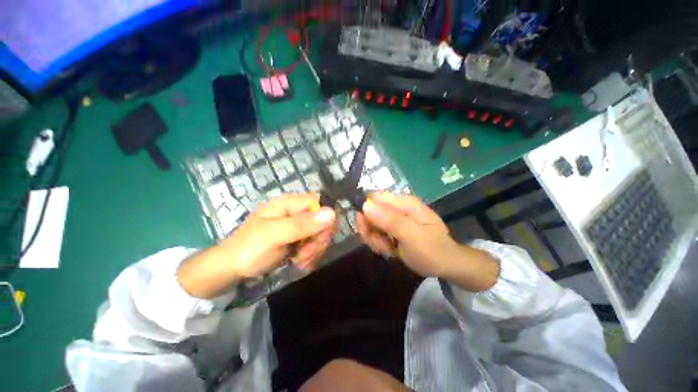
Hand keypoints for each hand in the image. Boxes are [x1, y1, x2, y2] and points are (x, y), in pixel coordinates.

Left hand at [177, 194, 335, 297]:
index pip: (321, 203)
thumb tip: (332, 213)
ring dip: (314, 250)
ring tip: (299, 260)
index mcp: (290, 203)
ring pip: (321, 234)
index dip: (326, 220)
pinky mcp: (298, 239)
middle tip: (305, 254)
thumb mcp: (274, 235)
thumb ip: (302, 224)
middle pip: (324, 220)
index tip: (320, 238)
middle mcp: (297, 212)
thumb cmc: (249, 248)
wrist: (231, 269)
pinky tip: (299, 262)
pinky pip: (315, 244)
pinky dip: (311, 255)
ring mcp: (298, 226)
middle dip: (318, 240)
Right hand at [355, 193, 498, 291]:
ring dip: (375, 239)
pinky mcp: (394, 229)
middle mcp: (398, 207)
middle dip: (370, 229)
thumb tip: (365, 205)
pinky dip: (379, 243)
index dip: (365, 212)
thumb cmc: (432, 251)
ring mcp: (396, 218)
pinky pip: (377, 233)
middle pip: (371, 211)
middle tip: (378, 244)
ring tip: (388, 249)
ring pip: (372, 224)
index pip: (374, 198)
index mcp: (404, 203)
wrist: (446, 266)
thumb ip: (390, 220)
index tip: (366, 230)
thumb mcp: (411, 236)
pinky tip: (389, 251)